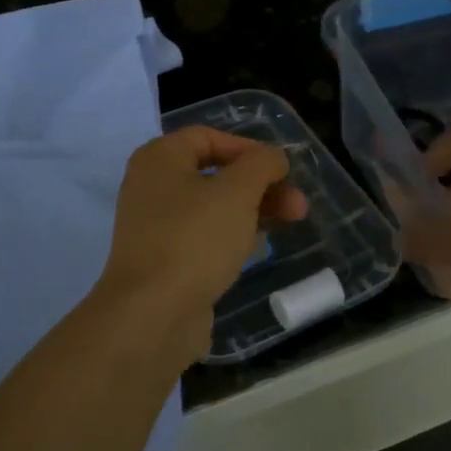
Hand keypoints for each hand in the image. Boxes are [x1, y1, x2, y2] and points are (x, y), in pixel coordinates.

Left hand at [94, 127, 309, 360]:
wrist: (153, 313)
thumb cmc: (195, 239)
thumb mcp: (237, 191)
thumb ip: (261, 164)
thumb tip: (274, 158)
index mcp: (159, 159)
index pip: (208, 137)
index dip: (249, 148)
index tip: (282, 169)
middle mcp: (152, 187)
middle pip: (215, 174)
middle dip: (261, 185)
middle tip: (298, 205)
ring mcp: (157, 227)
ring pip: (214, 207)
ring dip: (254, 210)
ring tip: (291, 223)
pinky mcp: (166, 260)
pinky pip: (205, 237)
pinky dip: (233, 235)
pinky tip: (257, 247)